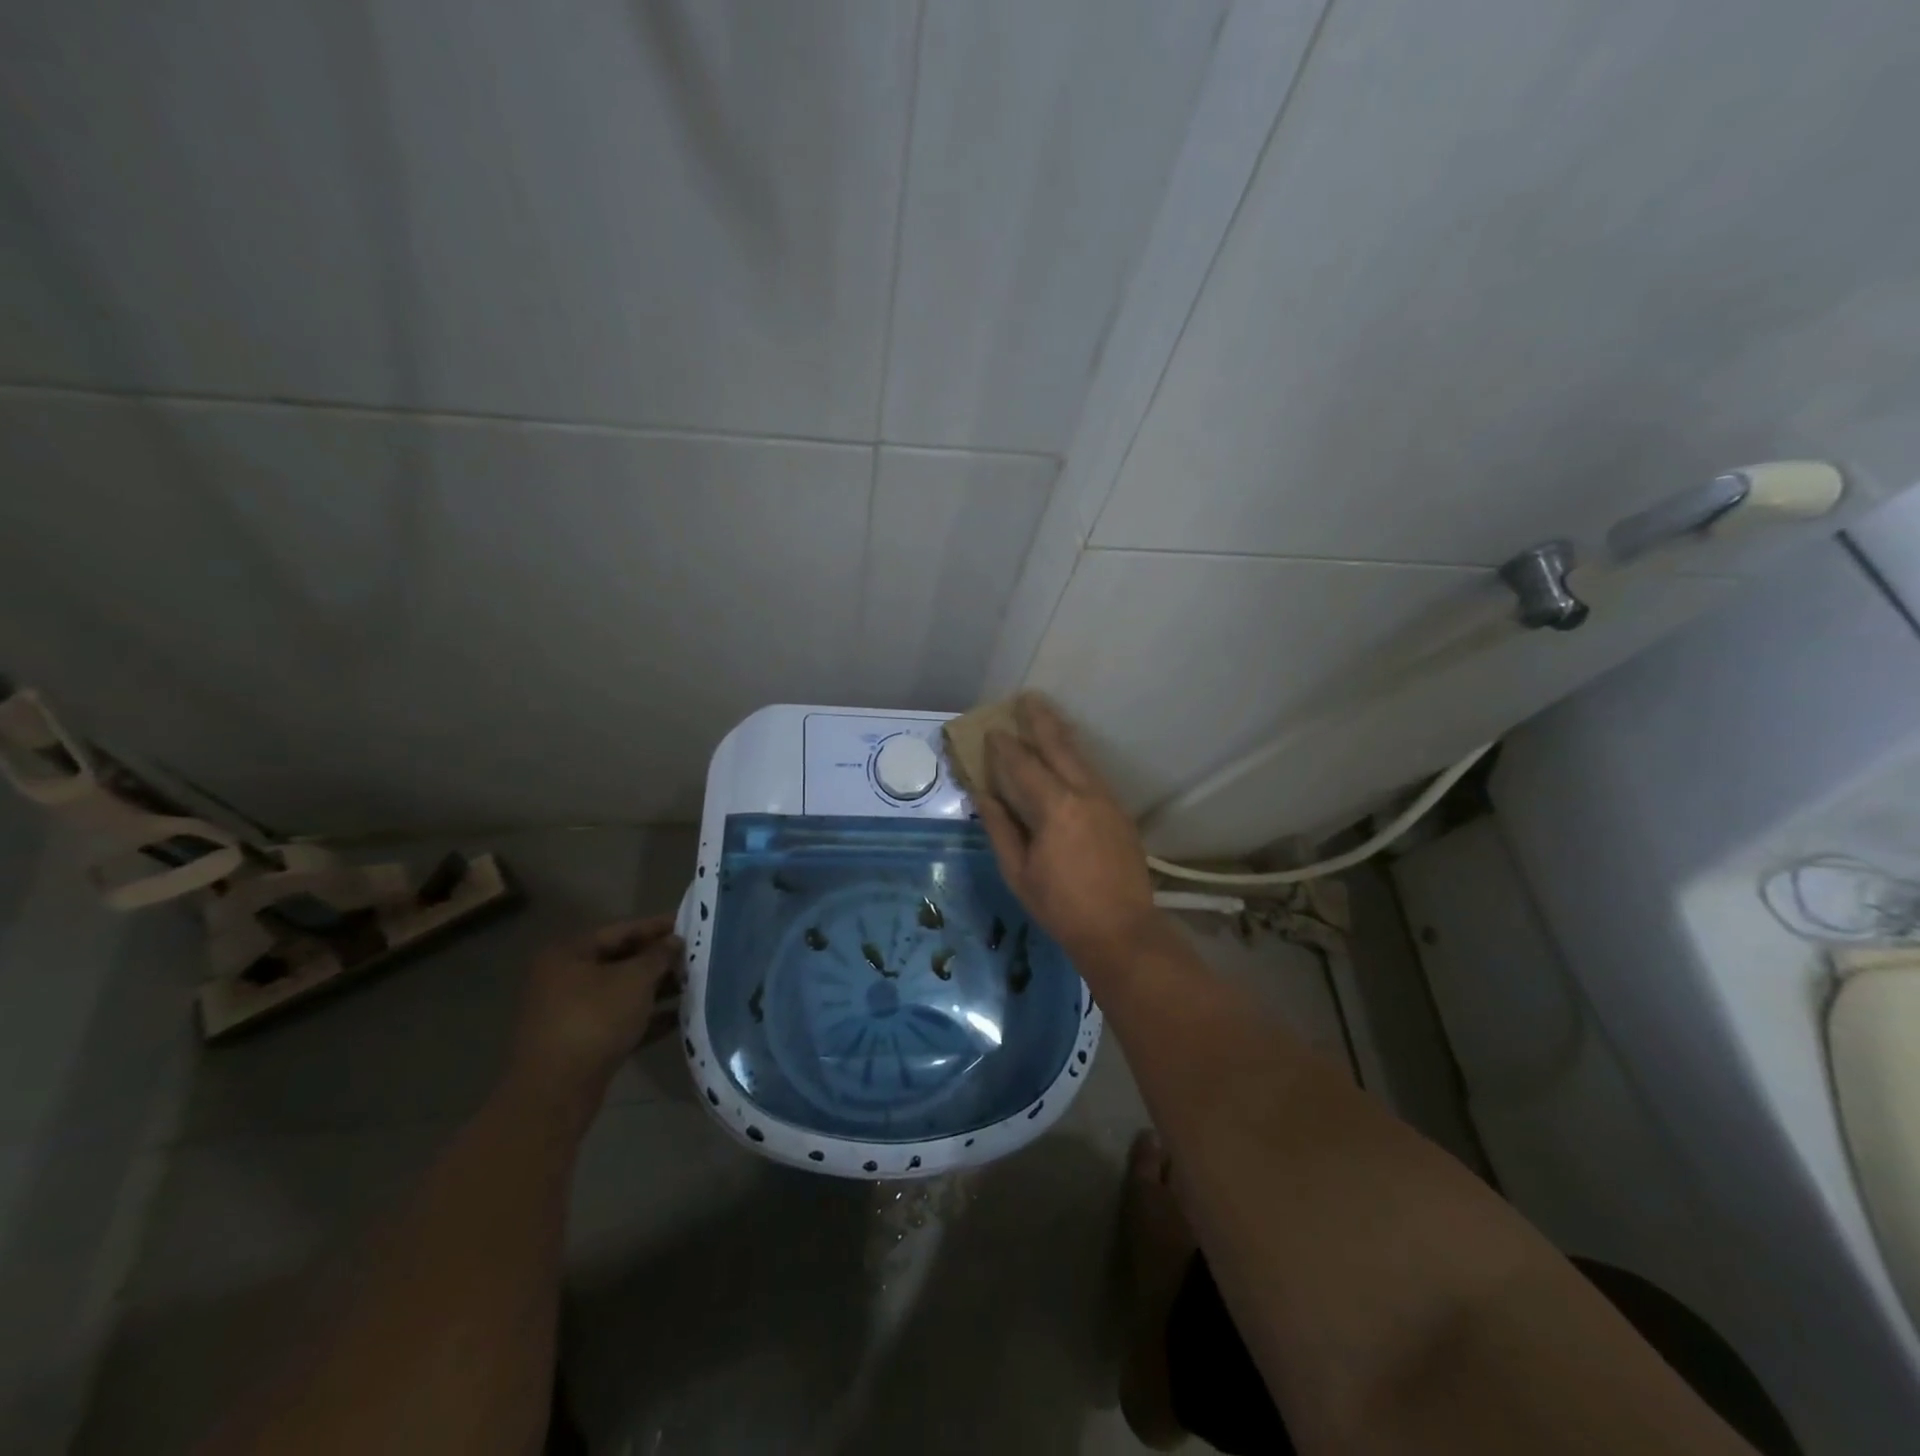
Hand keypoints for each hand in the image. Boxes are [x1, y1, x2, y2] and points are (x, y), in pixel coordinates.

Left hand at [506, 916, 682, 1124]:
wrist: (556, 1092)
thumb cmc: (594, 1020)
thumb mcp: (634, 980)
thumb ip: (658, 956)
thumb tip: (674, 942)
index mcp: (568, 955)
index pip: (621, 931)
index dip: (656, 927)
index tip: (689, 924)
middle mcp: (564, 979)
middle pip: (620, 962)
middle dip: (658, 961)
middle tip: (694, 958)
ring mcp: (570, 1013)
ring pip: (621, 993)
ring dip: (656, 990)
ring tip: (693, 986)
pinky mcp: (581, 1043)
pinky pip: (619, 1021)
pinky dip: (646, 1018)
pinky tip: (679, 1018)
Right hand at [976, 694, 1165, 965]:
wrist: (1121, 930)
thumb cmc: (1060, 907)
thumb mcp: (1018, 872)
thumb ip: (1000, 828)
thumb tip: (983, 795)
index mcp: (1054, 808)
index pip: (1024, 766)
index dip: (1005, 747)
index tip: (993, 730)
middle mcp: (1084, 793)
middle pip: (1059, 746)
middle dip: (1040, 721)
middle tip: (1026, 698)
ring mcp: (1107, 800)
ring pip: (1080, 756)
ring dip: (1061, 734)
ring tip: (1046, 715)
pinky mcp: (1119, 811)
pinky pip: (1092, 773)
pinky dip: (1076, 757)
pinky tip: (1067, 755)